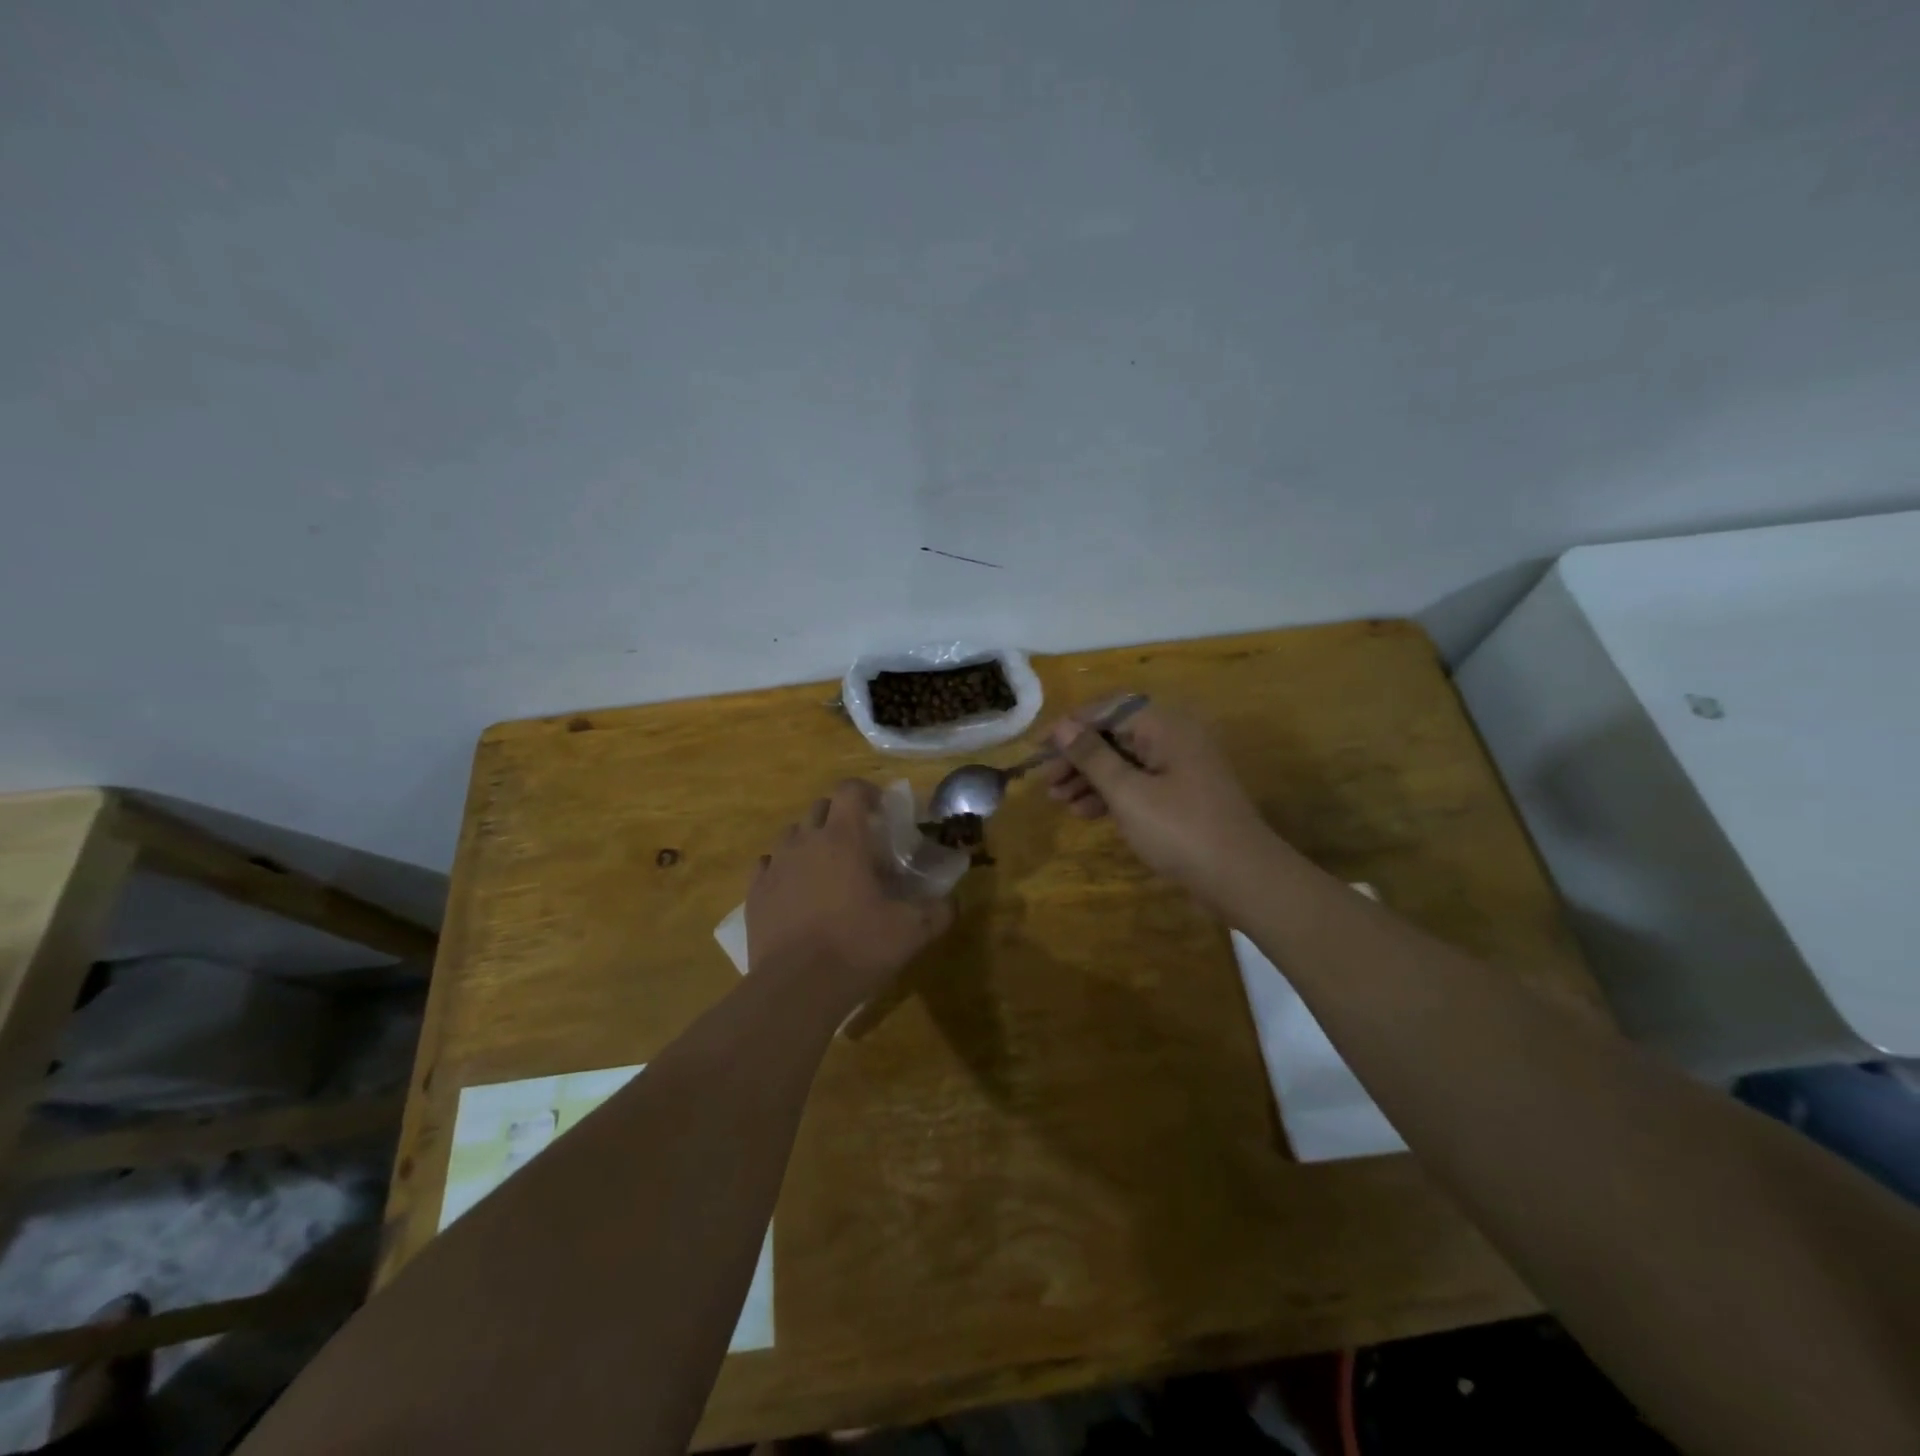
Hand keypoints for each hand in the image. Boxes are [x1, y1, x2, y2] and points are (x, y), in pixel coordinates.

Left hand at [746, 779, 954, 1016]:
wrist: (796, 988)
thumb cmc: (857, 948)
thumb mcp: (912, 932)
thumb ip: (939, 911)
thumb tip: (953, 901)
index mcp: (843, 838)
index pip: (850, 790)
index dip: (867, 792)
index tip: (881, 810)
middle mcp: (805, 841)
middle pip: (821, 807)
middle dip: (841, 816)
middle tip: (860, 842)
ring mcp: (776, 865)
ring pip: (793, 834)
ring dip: (811, 840)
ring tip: (827, 867)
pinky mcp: (755, 892)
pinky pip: (768, 865)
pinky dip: (785, 868)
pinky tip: (796, 890)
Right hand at [1039, 702, 1276, 908]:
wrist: (1243, 878)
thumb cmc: (1180, 830)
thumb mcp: (1128, 793)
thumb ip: (1092, 757)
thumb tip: (1062, 726)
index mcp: (1165, 725)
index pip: (1107, 709)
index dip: (1070, 726)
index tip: (1039, 750)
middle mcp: (1173, 737)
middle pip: (1114, 734)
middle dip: (1077, 756)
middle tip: (1047, 782)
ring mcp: (1179, 767)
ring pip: (1124, 761)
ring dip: (1089, 778)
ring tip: (1059, 801)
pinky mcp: (1181, 795)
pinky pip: (1138, 782)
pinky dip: (1111, 794)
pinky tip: (1086, 812)